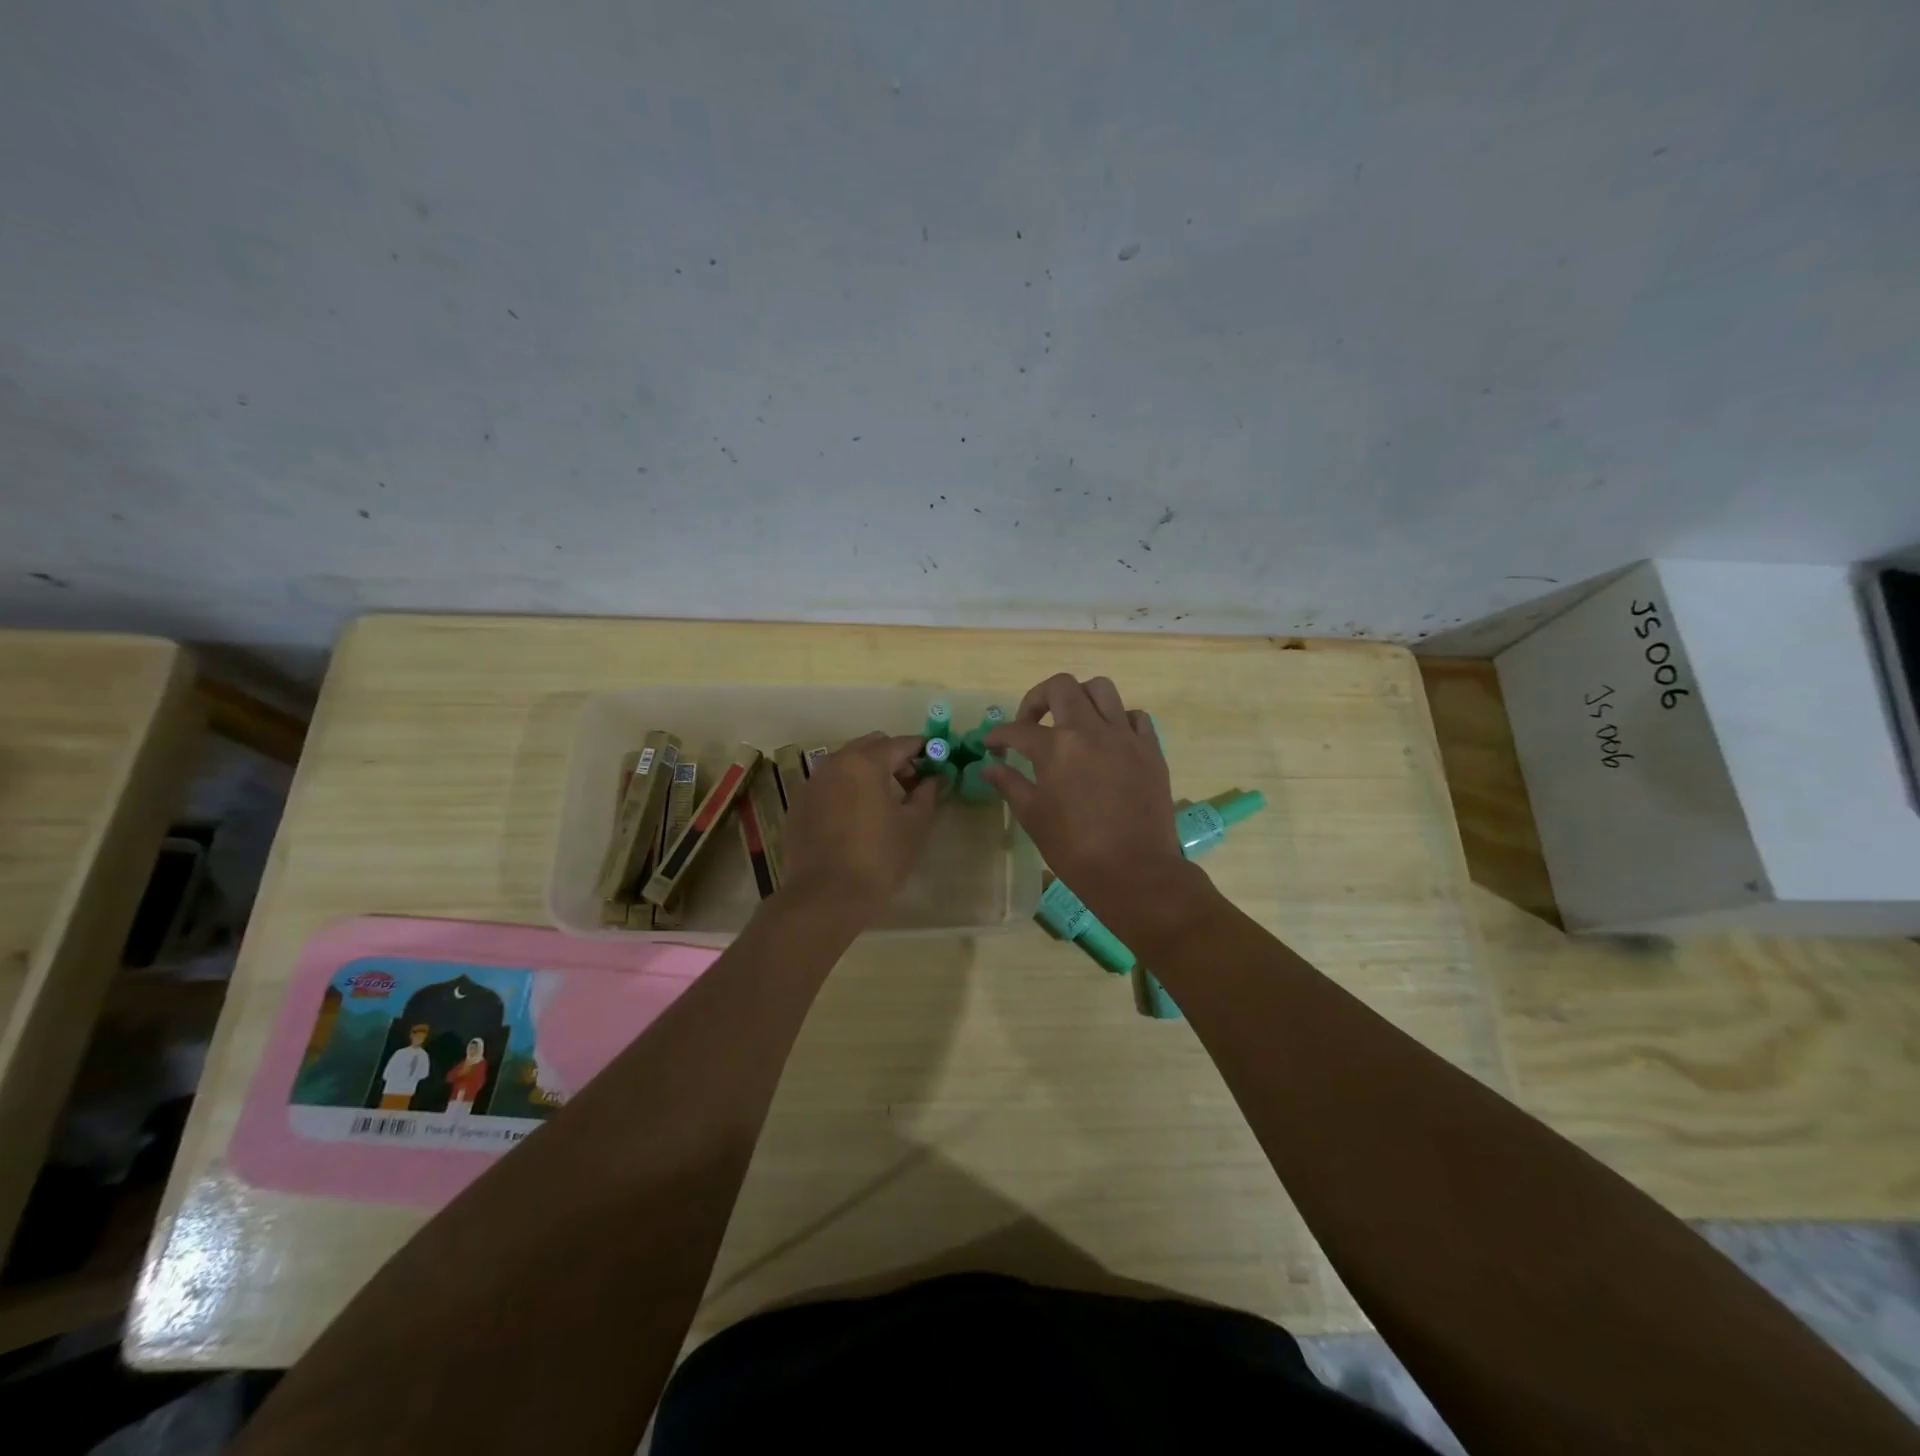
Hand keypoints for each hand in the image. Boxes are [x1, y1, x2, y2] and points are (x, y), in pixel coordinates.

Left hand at [779, 733, 939, 911]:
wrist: (825, 896)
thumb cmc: (878, 858)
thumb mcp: (914, 826)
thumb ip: (927, 794)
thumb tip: (934, 778)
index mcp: (866, 762)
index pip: (901, 743)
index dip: (923, 751)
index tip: (937, 765)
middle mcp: (835, 763)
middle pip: (871, 746)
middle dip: (894, 758)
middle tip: (911, 785)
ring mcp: (812, 782)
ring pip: (847, 763)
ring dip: (868, 772)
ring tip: (883, 802)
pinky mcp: (799, 804)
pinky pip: (829, 784)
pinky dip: (846, 790)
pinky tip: (855, 818)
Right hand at [982, 675, 1200, 936]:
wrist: (1135, 872)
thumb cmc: (1075, 849)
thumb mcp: (1033, 817)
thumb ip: (1010, 784)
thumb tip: (989, 766)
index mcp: (1056, 748)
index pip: (1018, 729)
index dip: (998, 735)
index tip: (991, 744)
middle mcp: (1090, 730)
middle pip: (1061, 687)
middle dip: (1038, 699)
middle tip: (1031, 724)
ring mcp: (1125, 736)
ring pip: (1101, 689)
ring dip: (1080, 699)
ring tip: (1072, 723)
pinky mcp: (1151, 749)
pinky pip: (1134, 717)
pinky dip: (1118, 720)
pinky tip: (1108, 741)